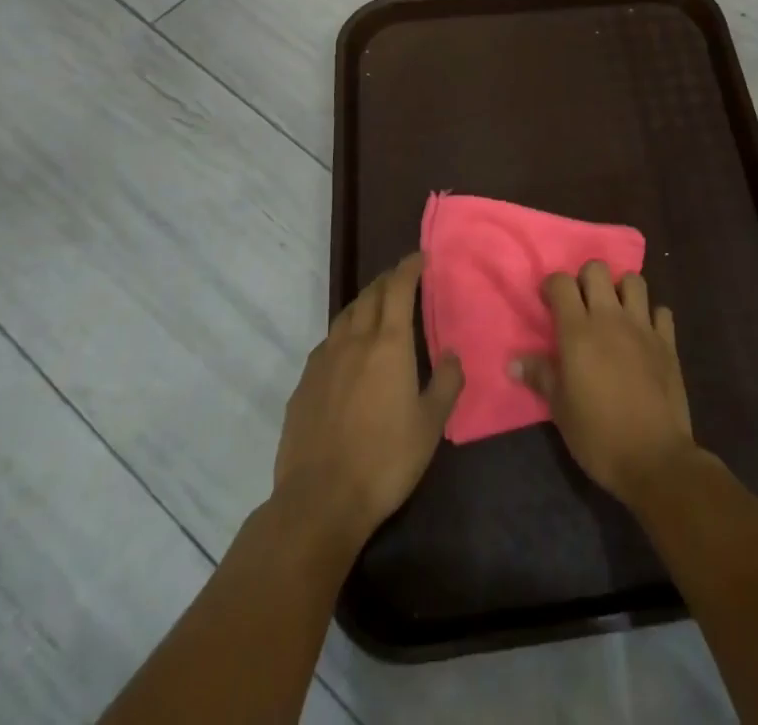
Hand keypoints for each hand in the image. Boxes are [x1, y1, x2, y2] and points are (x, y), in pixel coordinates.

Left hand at [273, 254, 462, 551]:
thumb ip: (447, 383)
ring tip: (375, 306)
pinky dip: (343, 333)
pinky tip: (346, 350)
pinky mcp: (304, 385)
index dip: (409, 267)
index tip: (420, 257)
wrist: (320, 500)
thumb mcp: (431, 425)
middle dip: (387, 280)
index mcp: (389, 344)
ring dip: (363, 303)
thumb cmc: (385, 460)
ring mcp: (324, 361)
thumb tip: (453, 353)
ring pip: (345, 316)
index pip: (398, 289)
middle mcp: (354, 342)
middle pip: (370, 296)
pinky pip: (327, 344)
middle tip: (402, 277)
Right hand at [512, 260, 698, 507]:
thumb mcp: (560, 408)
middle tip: (582, 305)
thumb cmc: (598, 435)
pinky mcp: (668, 342)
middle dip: (585, 279)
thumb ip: (540, 376)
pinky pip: (661, 311)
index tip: (548, 302)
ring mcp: (643, 327)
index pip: (561, 283)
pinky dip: (652, 316)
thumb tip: (513, 361)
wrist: (654, 458)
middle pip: (597, 269)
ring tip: (615, 312)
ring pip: (633, 280)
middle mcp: (610, 318)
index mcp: (578, 331)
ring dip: (621, 290)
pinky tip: (645, 333)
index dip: (552, 286)